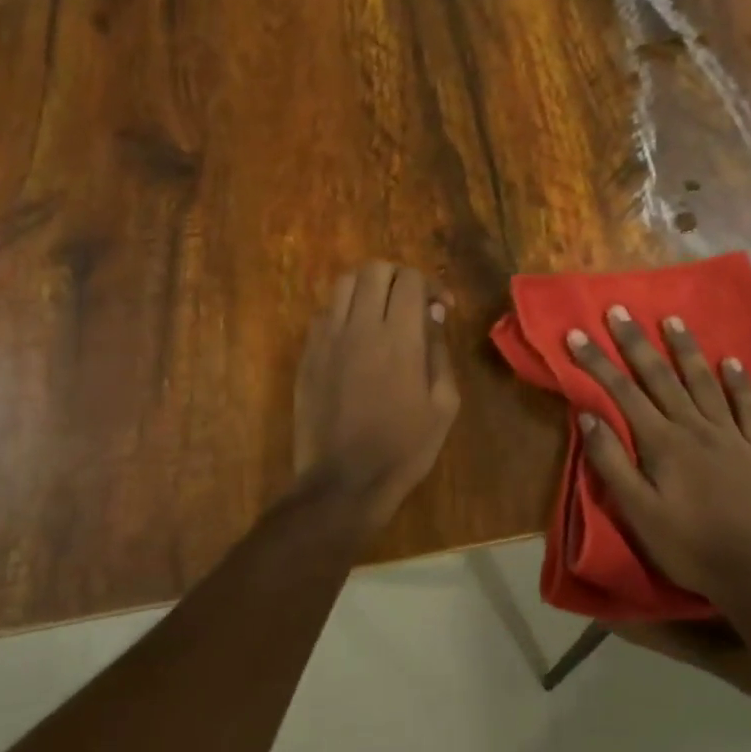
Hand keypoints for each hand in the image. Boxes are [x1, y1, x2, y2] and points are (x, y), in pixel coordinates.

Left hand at [294, 261, 459, 524]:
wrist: (344, 481)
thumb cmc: (404, 448)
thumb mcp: (443, 405)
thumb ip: (439, 352)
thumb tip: (433, 314)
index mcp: (400, 338)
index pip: (410, 279)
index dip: (430, 284)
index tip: (440, 307)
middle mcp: (361, 327)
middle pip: (374, 270)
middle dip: (398, 278)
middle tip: (411, 303)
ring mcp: (328, 339)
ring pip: (344, 284)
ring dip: (368, 289)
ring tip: (381, 314)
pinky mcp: (307, 355)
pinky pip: (324, 314)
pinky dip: (344, 313)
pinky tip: (355, 339)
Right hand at [567, 308, 750, 600]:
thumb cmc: (689, 546)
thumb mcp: (638, 512)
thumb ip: (612, 462)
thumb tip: (588, 415)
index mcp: (662, 443)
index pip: (622, 392)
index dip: (597, 362)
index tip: (577, 334)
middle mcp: (695, 427)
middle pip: (660, 377)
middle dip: (635, 342)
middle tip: (618, 310)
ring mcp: (732, 435)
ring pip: (704, 382)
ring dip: (685, 350)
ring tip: (672, 320)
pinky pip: (749, 407)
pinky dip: (739, 382)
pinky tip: (732, 361)